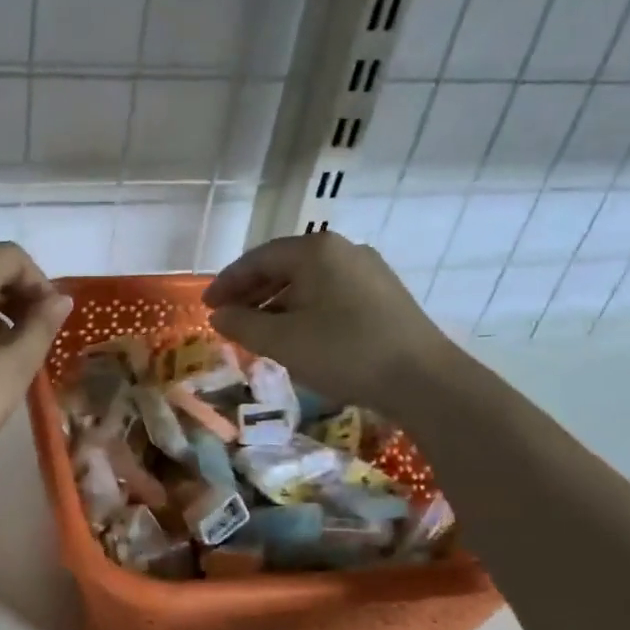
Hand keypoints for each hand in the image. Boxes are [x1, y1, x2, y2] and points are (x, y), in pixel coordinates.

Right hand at [203, 232, 451, 409]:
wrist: (422, 379)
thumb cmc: (343, 352)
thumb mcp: (281, 341)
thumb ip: (242, 324)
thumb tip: (219, 315)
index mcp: (316, 251)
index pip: (258, 258)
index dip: (227, 283)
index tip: (207, 306)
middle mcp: (343, 250)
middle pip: (284, 266)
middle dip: (251, 292)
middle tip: (228, 317)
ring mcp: (368, 271)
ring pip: (308, 281)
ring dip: (276, 303)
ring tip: (257, 330)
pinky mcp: (383, 295)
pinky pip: (330, 294)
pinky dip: (303, 309)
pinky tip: (296, 335)